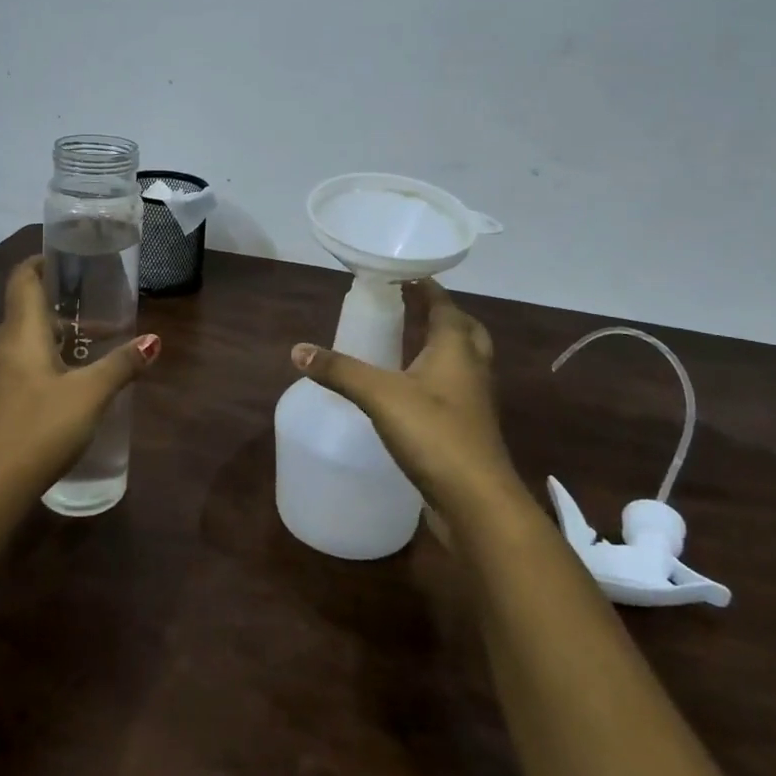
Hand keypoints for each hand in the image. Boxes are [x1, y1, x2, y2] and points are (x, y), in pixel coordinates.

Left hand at [0, 256, 159, 489]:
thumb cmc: (40, 430)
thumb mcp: (90, 395)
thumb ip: (122, 365)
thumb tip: (153, 339)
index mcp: (19, 334)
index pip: (23, 280)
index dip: (40, 263)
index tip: (63, 261)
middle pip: (24, 316)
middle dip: (59, 316)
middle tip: (94, 325)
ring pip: (15, 349)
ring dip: (46, 347)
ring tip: (79, 365)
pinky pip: (7, 376)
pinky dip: (31, 374)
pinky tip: (52, 400)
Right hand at [290, 280, 517, 517]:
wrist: (477, 501)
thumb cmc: (434, 433)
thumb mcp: (379, 395)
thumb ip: (339, 371)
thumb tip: (298, 350)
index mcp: (456, 347)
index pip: (444, 304)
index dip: (426, 287)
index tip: (404, 275)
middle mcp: (472, 367)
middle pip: (464, 329)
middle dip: (441, 315)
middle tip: (411, 308)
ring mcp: (475, 400)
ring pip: (463, 360)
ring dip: (443, 347)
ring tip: (409, 344)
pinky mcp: (469, 429)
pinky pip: (456, 389)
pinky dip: (438, 378)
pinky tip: (412, 392)